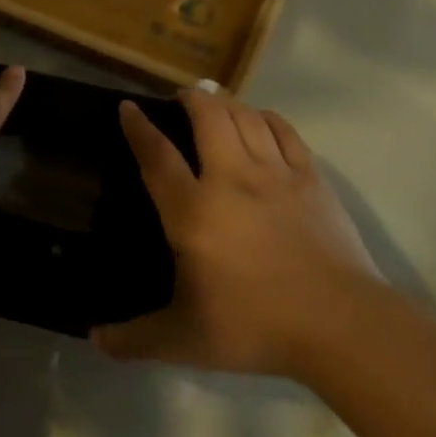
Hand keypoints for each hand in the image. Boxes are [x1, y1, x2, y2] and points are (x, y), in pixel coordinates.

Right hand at [93, 88, 382, 376]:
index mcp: (193, 212)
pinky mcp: (312, 179)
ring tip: (216, 99)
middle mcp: (231, 180)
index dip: (139, 128)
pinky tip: (261, 119)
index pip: (157, 157)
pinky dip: (267, 118)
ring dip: (227, 102)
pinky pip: (285, 132)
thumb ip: (135, 339)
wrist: (339, 323)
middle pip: (208, 118)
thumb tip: (95, 340)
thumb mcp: (184, 340)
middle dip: (191, 99)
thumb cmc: (255, 327)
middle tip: (181, 96)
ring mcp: (276, 175)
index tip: (128, 107)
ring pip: (247, 118)